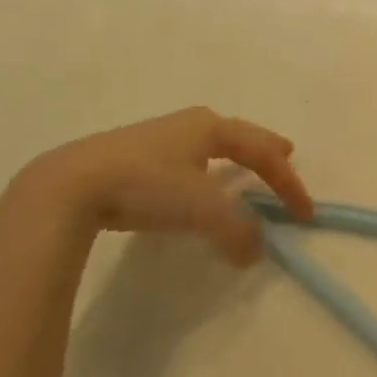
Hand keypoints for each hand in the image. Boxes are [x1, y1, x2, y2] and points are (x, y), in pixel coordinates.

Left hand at [17, 107, 313, 262]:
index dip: (289, 182)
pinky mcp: (132, 156)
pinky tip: (193, 181)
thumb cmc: (147, 185)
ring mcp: (158, 137)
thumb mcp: (202, 210)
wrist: (69, 186)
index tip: (306, 213)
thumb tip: (255, 251)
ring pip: (209, 144)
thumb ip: (237, 231)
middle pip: (238, 135)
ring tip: (243, 166)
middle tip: (285, 154)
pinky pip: (185, 158)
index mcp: (211, 127)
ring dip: (232, 156)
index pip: (263, 152)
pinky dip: (203, 168)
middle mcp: (189, 124)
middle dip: (264, 147)